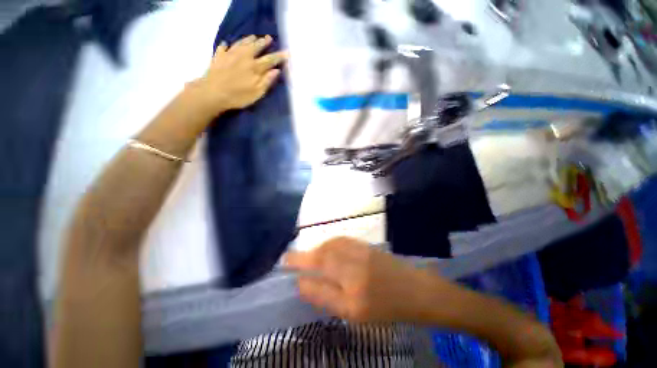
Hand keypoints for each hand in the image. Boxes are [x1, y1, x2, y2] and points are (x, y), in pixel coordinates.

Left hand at [193, 35, 286, 115]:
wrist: (213, 93)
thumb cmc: (238, 96)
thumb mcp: (257, 92)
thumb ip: (267, 81)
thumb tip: (276, 70)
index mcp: (255, 67)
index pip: (269, 60)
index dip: (278, 56)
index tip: (286, 53)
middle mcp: (244, 57)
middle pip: (255, 47)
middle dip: (263, 42)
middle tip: (269, 38)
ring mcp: (230, 55)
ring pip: (241, 43)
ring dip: (248, 39)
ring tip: (253, 37)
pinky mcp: (219, 57)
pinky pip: (224, 47)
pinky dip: (227, 45)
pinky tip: (227, 44)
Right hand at [284, 237, 443, 322]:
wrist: (416, 290)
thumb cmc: (385, 307)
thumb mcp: (352, 312)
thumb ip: (324, 296)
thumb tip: (301, 284)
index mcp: (347, 275)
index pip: (315, 264)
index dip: (297, 262)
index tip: (284, 261)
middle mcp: (350, 256)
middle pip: (321, 251)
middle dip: (305, 255)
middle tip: (295, 261)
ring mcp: (359, 247)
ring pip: (330, 244)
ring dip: (317, 249)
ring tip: (309, 258)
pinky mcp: (364, 245)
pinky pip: (341, 240)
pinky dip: (330, 244)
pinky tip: (328, 250)